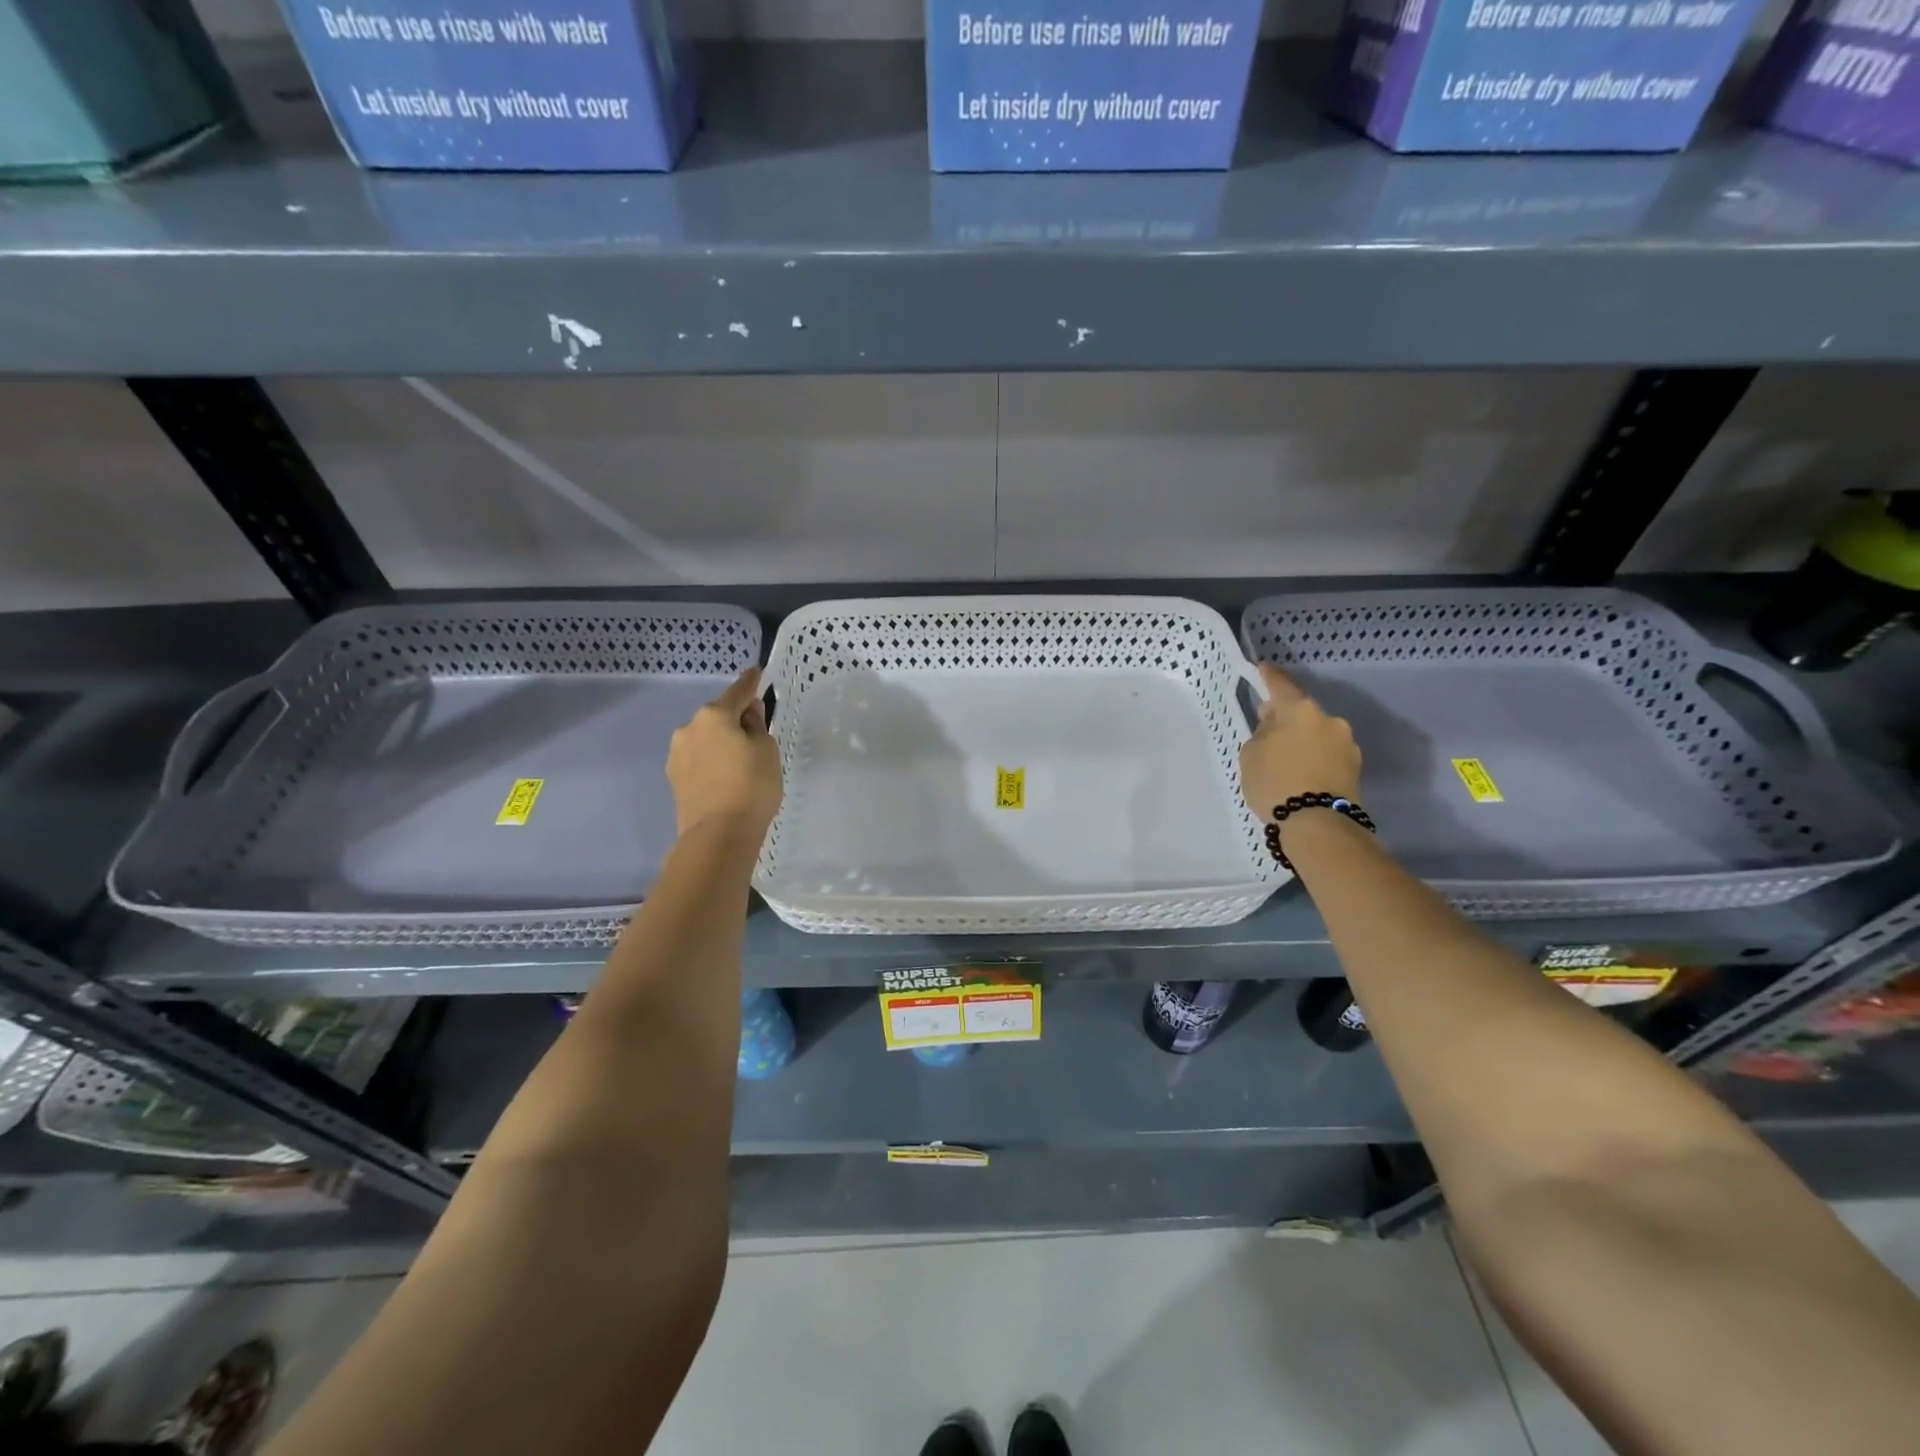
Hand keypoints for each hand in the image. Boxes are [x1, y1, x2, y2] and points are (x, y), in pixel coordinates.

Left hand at [667, 667, 782, 839]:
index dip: (750, 682)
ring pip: (706, 739)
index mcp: (714, 715)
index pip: (737, 692)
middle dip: (735, 720)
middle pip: (719, 716)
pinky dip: (712, 762)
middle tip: (756, 734)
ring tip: (740, 762)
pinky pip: (699, 760)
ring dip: (721, 742)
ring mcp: (677, 755)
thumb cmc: (751, 786)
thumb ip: (757, 726)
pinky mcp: (674, 779)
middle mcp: (689, 728)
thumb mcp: (766, 750)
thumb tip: (747, 715)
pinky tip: (725, 778)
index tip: (756, 672)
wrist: (718, 835)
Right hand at [1239, 664, 1361, 816]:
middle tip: (1267, 730)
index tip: (1263, 668)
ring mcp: (1347, 744)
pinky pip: (1327, 754)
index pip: (1281, 685)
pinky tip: (1301, 773)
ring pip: (1317, 733)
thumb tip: (1276, 726)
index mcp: (1301, 710)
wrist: (1317, 824)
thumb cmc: (1275, 782)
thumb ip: (1262, 732)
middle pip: (1302, 711)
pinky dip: (1314, 758)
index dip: (1269, 676)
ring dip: (1302, 740)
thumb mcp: (1251, 754)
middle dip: (1286, 718)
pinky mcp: (1355, 767)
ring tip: (1285, 760)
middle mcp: (1329, 720)